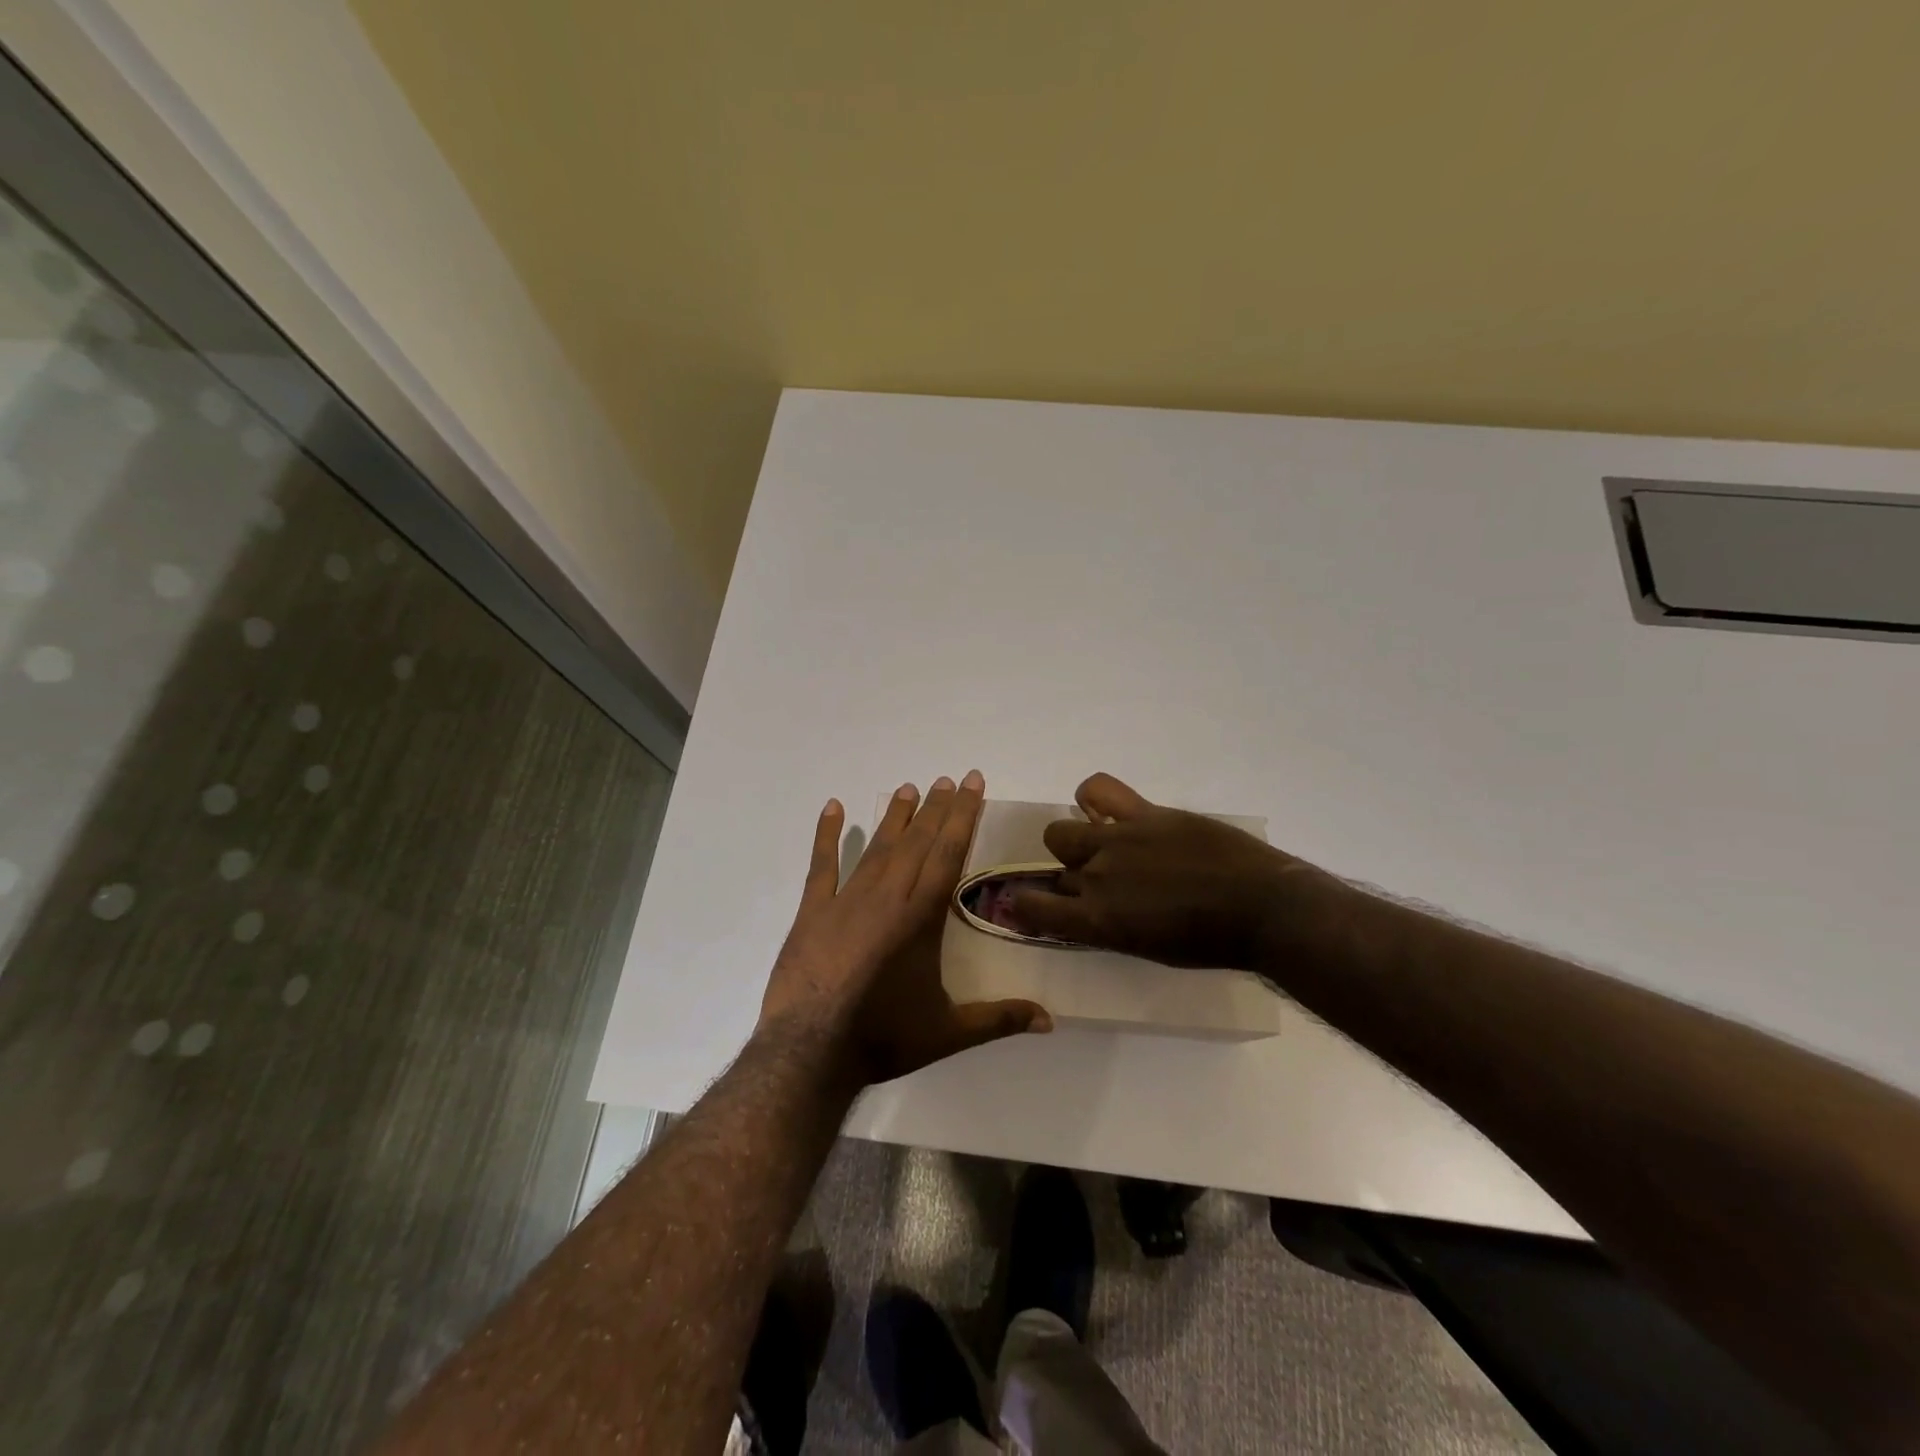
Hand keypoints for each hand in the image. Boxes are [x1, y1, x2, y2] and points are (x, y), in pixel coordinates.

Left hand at [759, 771, 1051, 1084]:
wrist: (811, 1051)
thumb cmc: (883, 1038)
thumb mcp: (948, 1033)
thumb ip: (1000, 1020)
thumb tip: (1051, 1021)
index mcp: (921, 917)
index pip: (948, 853)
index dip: (963, 816)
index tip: (972, 784)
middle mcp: (888, 897)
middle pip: (917, 841)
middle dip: (937, 808)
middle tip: (948, 778)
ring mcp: (847, 900)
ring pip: (878, 847)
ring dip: (896, 816)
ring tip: (909, 787)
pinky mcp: (813, 911)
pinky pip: (823, 864)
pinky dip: (827, 834)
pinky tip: (833, 807)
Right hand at [1008, 773, 1336, 970]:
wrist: (1262, 909)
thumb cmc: (1210, 944)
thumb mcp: (1147, 948)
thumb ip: (1107, 926)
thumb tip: (1086, 910)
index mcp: (1097, 921)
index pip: (1030, 908)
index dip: (1022, 906)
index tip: (1028, 904)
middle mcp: (1096, 877)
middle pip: (1053, 864)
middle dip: (1067, 873)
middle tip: (1099, 881)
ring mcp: (1118, 839)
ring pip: (1063, 830)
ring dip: (1077, 841)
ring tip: (1107, 846)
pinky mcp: (1145, 813)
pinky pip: (1099, 789)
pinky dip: (1093, 797)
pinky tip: (1106, 809)